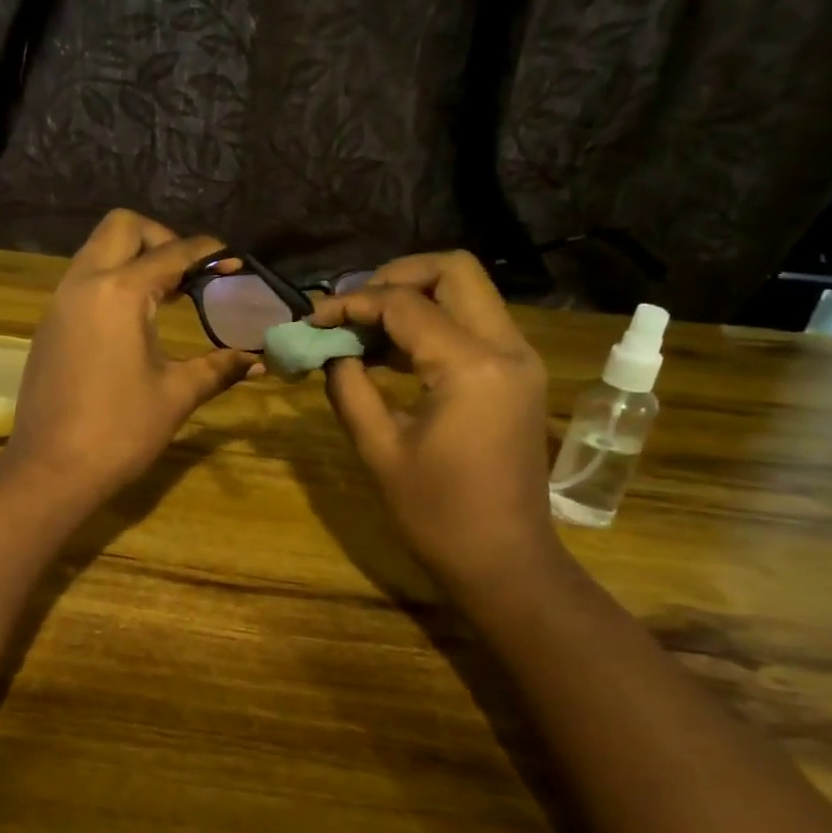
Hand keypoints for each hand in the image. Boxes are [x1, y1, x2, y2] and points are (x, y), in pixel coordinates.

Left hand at [2, 210, 255, 502]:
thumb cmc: (120, 431)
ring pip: (96, 250)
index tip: (234, 265)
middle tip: (187, 275)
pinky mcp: (49, 324)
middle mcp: (84, 283)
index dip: (208, 254)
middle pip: (122, 227)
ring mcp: (60, 302)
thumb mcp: (176, 395)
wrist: (51, 470)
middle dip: (161, 238)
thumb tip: (257, 362)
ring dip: (132, 258)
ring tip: (166, 295)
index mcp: (120, 293)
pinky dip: (110, 281)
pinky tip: (133, 321)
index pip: (171, 252)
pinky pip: (82, 280)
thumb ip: (218, 368)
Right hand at [311, 252, 565, 601]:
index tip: (313, 319)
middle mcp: (505, 348)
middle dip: (395, 277)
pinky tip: (391, 352)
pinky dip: (433, 324)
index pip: (404, 304)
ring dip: (414, 298)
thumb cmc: (437, 514)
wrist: (505, 561)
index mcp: (470, 366)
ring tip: (363, 329)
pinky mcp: (516, 376)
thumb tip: (331, 351)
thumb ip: (350, 387)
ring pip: (467, 293)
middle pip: (453, 271)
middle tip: (352, 307)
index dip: (352, 303)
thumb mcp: (379, 449)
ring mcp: (518, 360)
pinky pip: (473, 325)